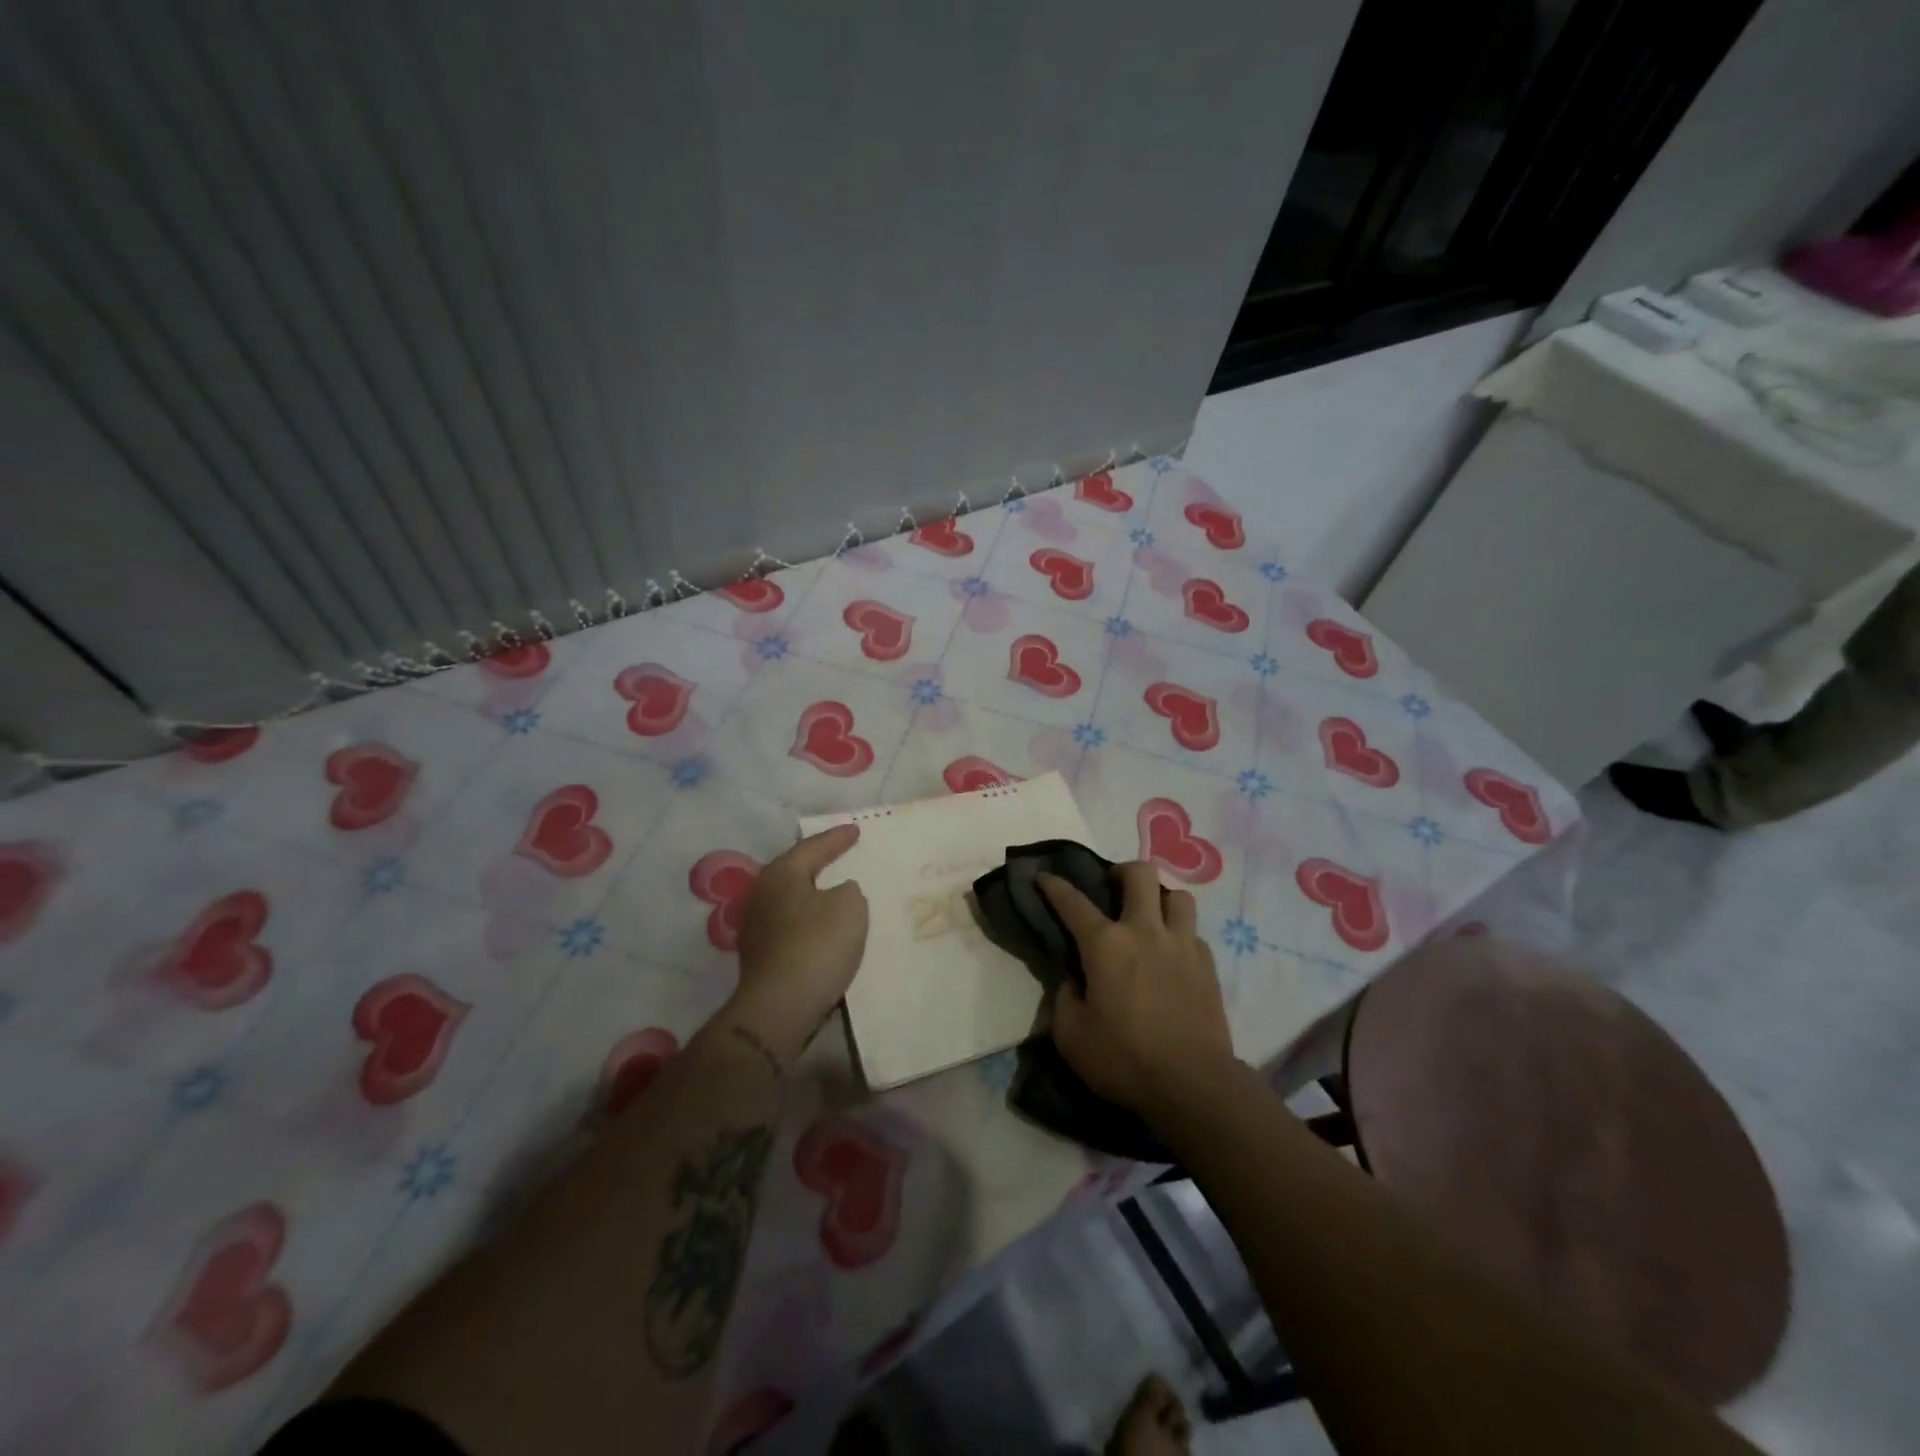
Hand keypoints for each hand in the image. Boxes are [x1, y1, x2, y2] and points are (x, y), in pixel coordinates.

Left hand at [724, 825, 868, 1065]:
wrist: (780, 1008)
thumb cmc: (817, 945)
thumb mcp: (850, 906)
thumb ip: (848, 891)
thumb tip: (835, 895)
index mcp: (780, 874)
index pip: (813, 847)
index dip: (837, 838)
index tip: (855, 830)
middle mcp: (761, 894)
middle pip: (795, 871)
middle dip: (819, 863)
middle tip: (841, 854)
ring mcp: (756, 927)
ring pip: (792, 900)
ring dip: (813, 895)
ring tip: (836, 891)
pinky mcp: (761, 956)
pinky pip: (792, 926)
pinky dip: (810, 921)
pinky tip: (825, 928)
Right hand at [1039, 862, 1234, 1119]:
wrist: (1193, 1085)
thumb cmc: (1124, 1060)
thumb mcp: (1071, 1036)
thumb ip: (1065, 999)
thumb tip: (1074, 980)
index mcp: (1106, 945)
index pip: (1073, 902)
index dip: (1054, 886)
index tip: (1044, 877)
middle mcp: (1145, 932)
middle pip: (1140, 874)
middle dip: (1121, 872)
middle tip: (1112, 889)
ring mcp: (1182, 944)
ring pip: (1177, 895)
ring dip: (1159, 898)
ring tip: (1149, 916)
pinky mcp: (1208, 965)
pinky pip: (1193, 931)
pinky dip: (1179, 933)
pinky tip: (1171, 955)